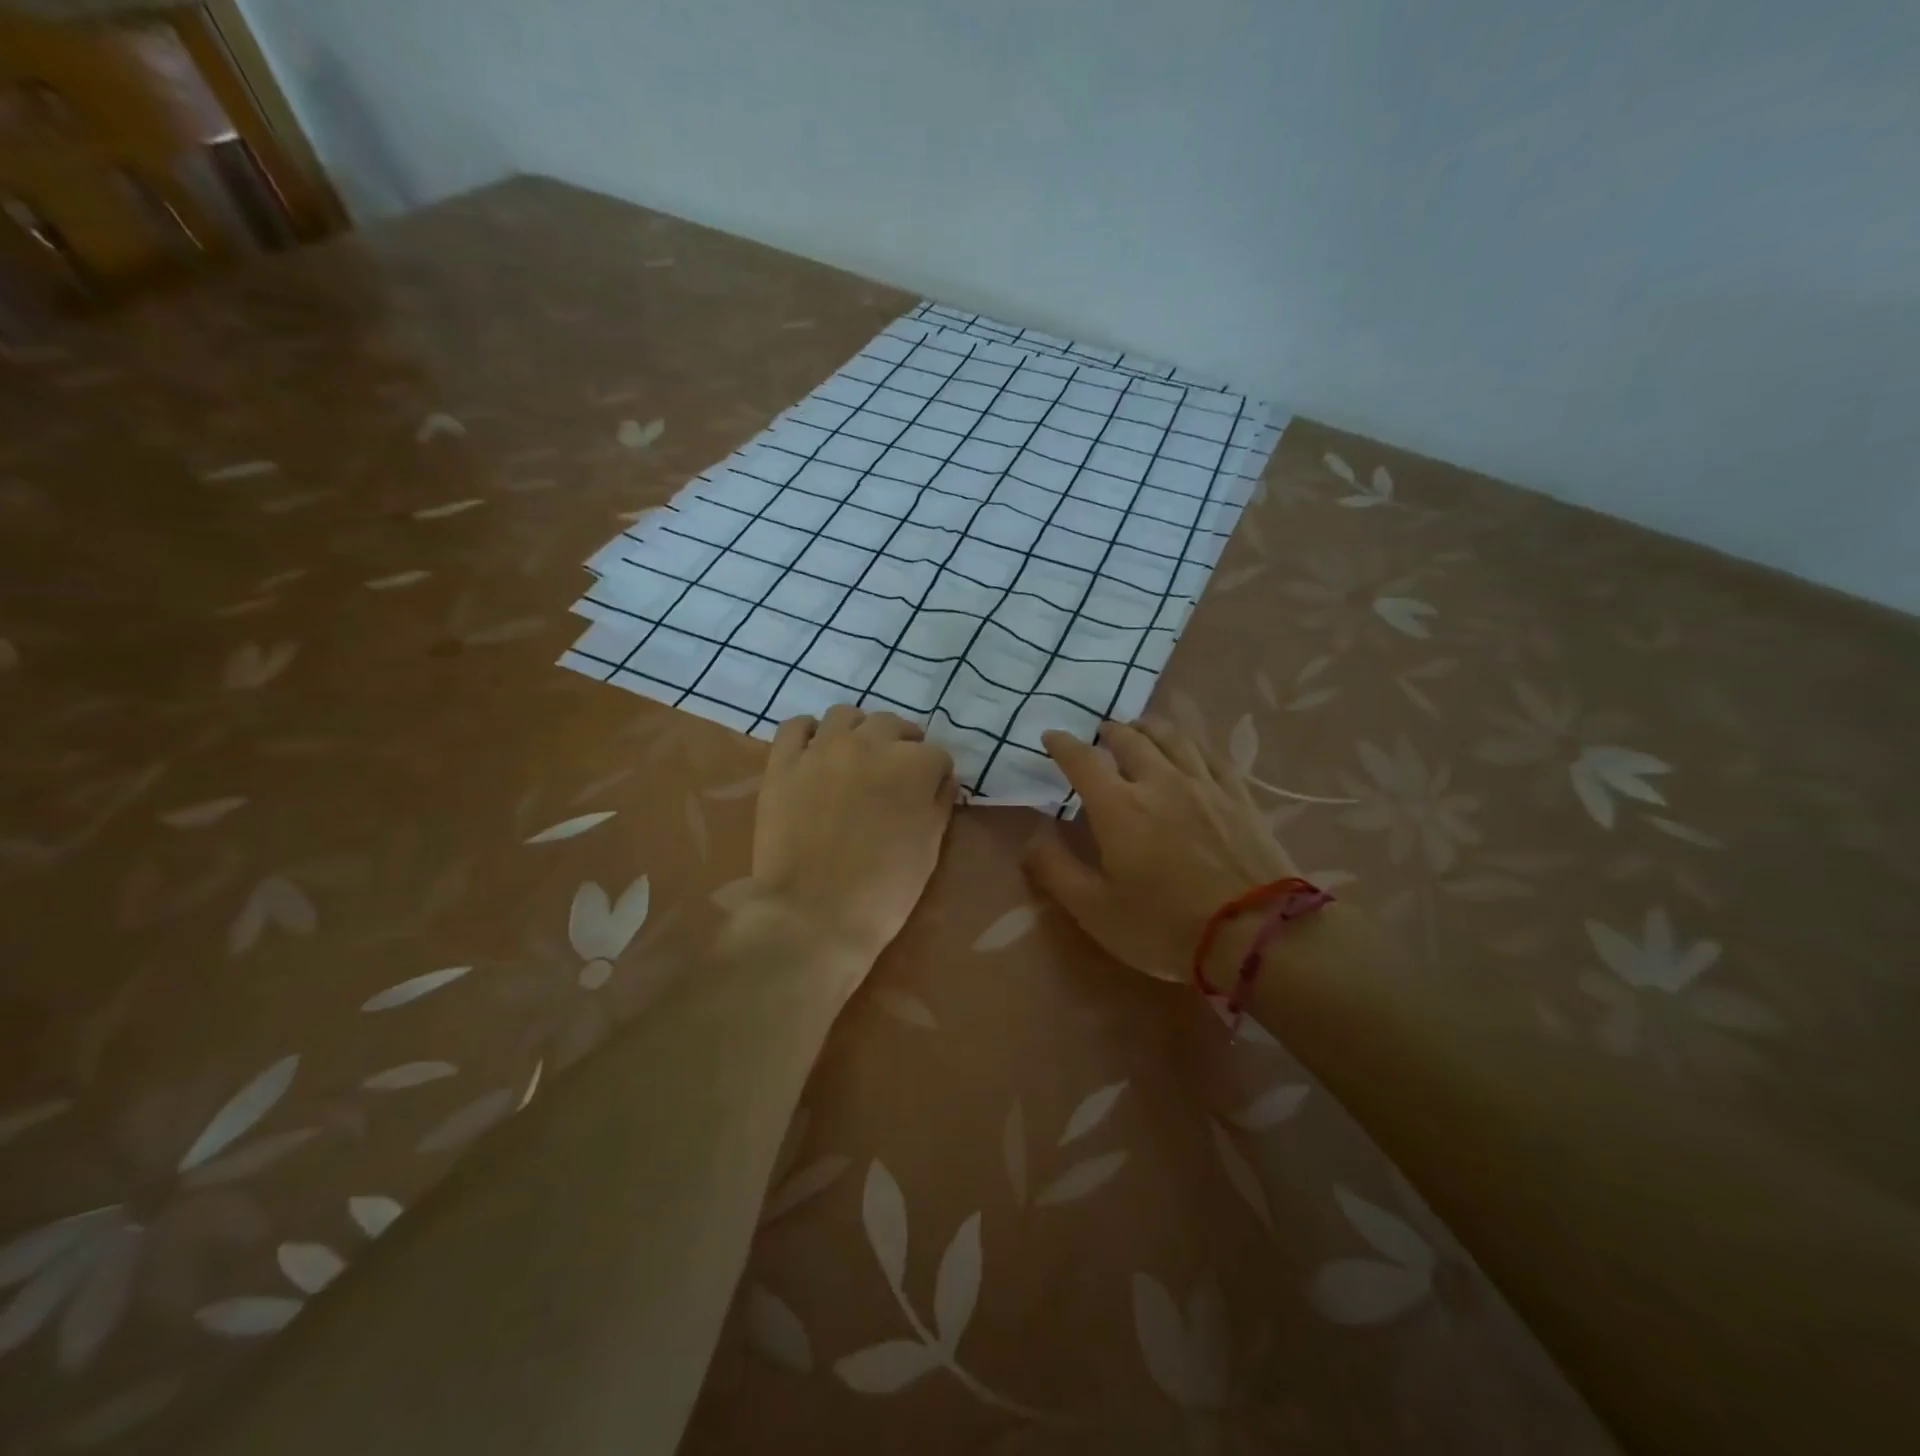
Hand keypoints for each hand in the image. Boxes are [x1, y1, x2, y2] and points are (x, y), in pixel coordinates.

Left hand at [743, 705, 956, 970]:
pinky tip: (815, 751)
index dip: (936, 775)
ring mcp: (822, 750)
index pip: (937, 754)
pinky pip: (795, 726)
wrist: (813, 915)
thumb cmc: (883, 890)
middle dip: (903, 744)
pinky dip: (809, 733)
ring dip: (859, 730)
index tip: (931, 793)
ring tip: (857, 755)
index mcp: (912, 765)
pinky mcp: (783, 763)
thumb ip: (939, 805)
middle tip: (898, 772)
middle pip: (893, 725)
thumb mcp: (929, 850)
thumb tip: (942, 781)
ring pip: (845, 715)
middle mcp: (869, 744)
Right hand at [1025, 718, 1296, 982]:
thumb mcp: (1095, 910)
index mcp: (1118, 807)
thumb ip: (1055, 869)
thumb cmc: (1164, 926)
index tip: (1051, 736)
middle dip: (1109, 732)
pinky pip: (1211, 754)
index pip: (1082, 760)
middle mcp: (1159, 781)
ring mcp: (1204, 785)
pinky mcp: (1238, 796)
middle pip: (1130, 739)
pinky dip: (1192, 744)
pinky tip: (1190, 750)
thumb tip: (1031, 836)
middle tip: (1100, 734)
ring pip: (1172, 738)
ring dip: (1149, 728)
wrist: (1255, 934)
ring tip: (1140, 728)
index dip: (1063, 744)